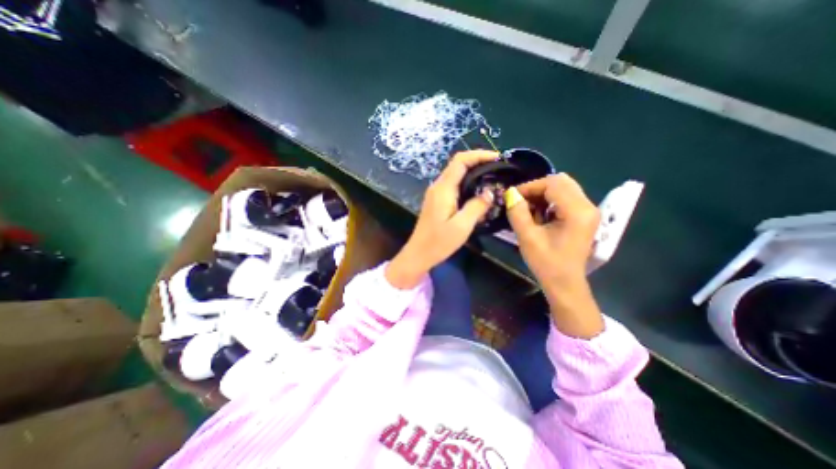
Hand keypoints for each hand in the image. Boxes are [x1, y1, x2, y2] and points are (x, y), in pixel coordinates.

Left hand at [388, 150, 498, 288]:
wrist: (419, 254)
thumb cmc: (439, 242)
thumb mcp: (462, 226)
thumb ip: (477, 206)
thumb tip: (490, 192)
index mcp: (443, 189)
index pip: (460, 161)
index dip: (479, 155)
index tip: (498, 158)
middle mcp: (438, 186)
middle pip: (458, 164)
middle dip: (478, 161)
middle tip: (498, 168)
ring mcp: (436, 193)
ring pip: (456, 174)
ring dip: (473, 172)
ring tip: (492, 178)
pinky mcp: (437, 201)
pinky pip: (453, 185)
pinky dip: (467, 183)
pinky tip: (478, 192)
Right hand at [502, 174, 600, 338]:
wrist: (564, 283)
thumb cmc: (546, 263)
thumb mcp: (527, 237)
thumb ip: (517, 213)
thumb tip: (510, 193)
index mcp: (577, 211)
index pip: (553, 183)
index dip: (530, 186)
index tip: (512, 196)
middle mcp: (588, 206)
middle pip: (561, 182)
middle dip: (536, 188)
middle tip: (520, 201)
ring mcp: (588, 211)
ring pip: (563, 188)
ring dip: (543, 194)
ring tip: (528, 209)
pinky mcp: (584, 216)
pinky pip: (566, 198)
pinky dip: (549, 201)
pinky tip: (539, 215)